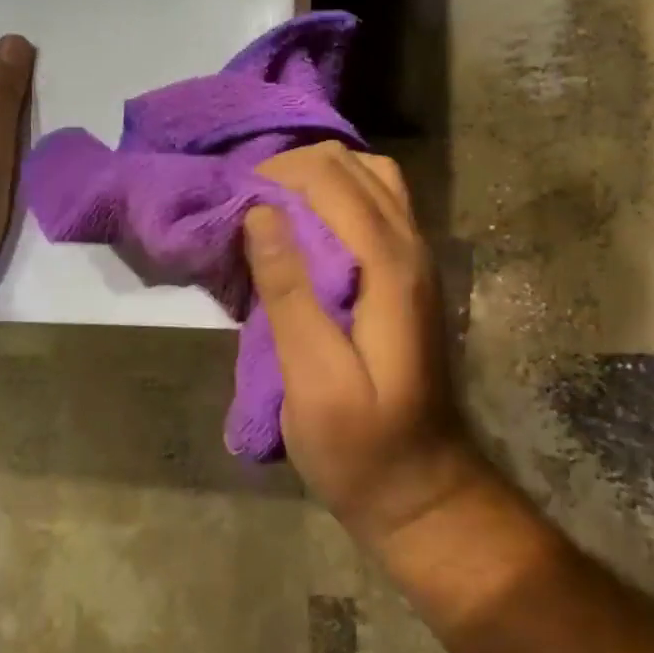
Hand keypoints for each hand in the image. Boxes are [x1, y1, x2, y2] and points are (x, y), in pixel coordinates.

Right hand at [247, 144, 479, 547]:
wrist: (423, 487)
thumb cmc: (362, 446)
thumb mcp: (314, 381)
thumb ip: (289, 292)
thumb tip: (260, 213)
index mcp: (389, 265)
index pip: (331, 178)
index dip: (275, 176)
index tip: (230, 205)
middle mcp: (411, 245)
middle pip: (352, 165)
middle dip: (292, 171)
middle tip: (243, 208)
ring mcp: (417, 257)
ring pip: (370, 178)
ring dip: (316, 180)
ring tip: (269, 212)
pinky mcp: (409, 273)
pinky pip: (376, 205)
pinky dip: (336, 197)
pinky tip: (303, 231)